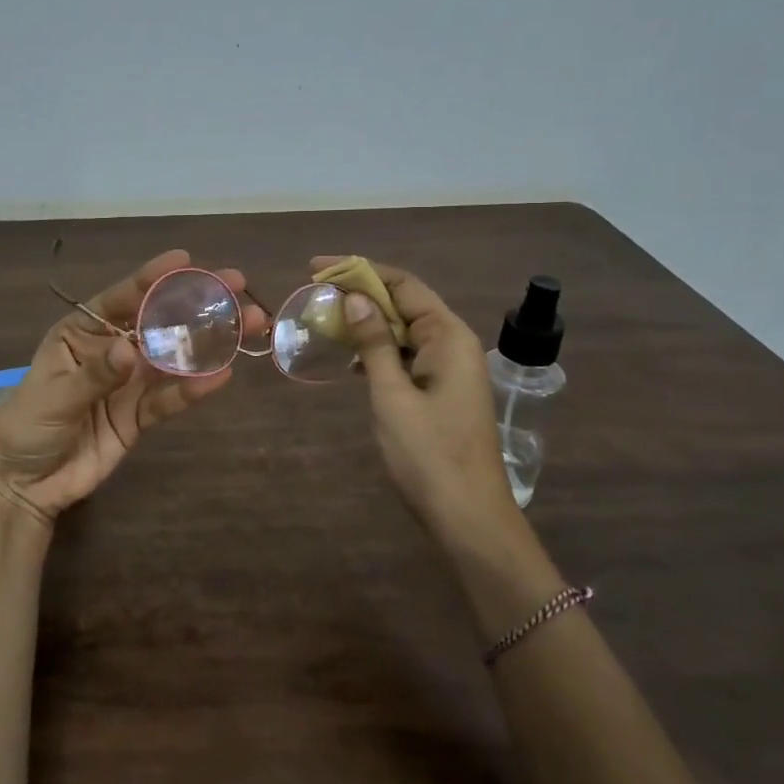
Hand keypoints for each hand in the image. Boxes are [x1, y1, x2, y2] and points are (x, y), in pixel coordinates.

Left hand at [0, 250, 266, 525]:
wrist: (23, 483)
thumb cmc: (26, 426)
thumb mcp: (54, 396)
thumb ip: (95, 375)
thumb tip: (131, 350)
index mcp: (81, 333)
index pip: (120, 299)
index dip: (153, 279)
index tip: (185, 262)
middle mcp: (110, 351)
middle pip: (158, 323)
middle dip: (195, 305)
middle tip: (236, 285)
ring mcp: (128, 385)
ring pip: (173, 358)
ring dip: (209, 343)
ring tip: (248, 324)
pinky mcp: (139, 418)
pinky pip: (169, 400)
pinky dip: (193, 389)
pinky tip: (221, 375)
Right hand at [312, 255, 520, 544]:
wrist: (467, 516)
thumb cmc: (428, 454)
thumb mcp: (392, 395)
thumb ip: (374, 343)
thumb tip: (354, 298)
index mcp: (448, 336)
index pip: (403, 285)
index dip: (360, 271)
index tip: (318, 268)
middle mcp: (453, 344)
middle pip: (405, 303)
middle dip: (361, 294)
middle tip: (315, 294)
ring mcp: (449, 369)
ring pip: (404, 330)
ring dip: (368, 323)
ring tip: (326, 321)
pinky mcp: (441, 391)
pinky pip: (407, 356)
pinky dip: (379, 351)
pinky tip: (351, 360)